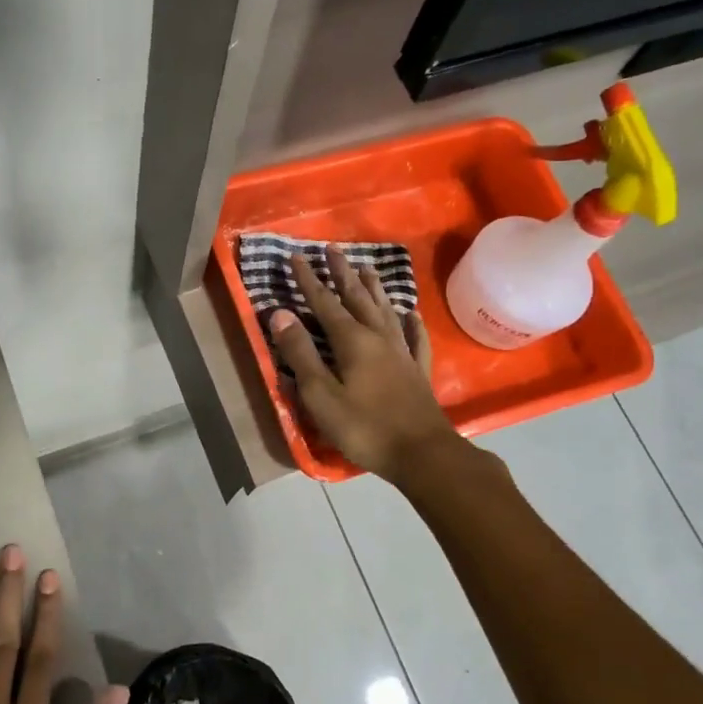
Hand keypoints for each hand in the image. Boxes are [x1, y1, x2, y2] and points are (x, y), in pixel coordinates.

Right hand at [268, 245, 459, 479]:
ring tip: (367, 269)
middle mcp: (378, 338)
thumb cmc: (364, 427)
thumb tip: (280, 314)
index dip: (308, 280)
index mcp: (352, 341)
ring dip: (374, 289)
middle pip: (357, 298)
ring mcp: (402, 353)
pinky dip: (411, 324)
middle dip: (342, 274)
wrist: (422, 453)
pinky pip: (415, 339)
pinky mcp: (417, 372)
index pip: (324, 303)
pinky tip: (411, 314)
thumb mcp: (320, 394)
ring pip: (385, 311)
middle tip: (332, 249)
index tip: (296, 256)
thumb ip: (300, 353)